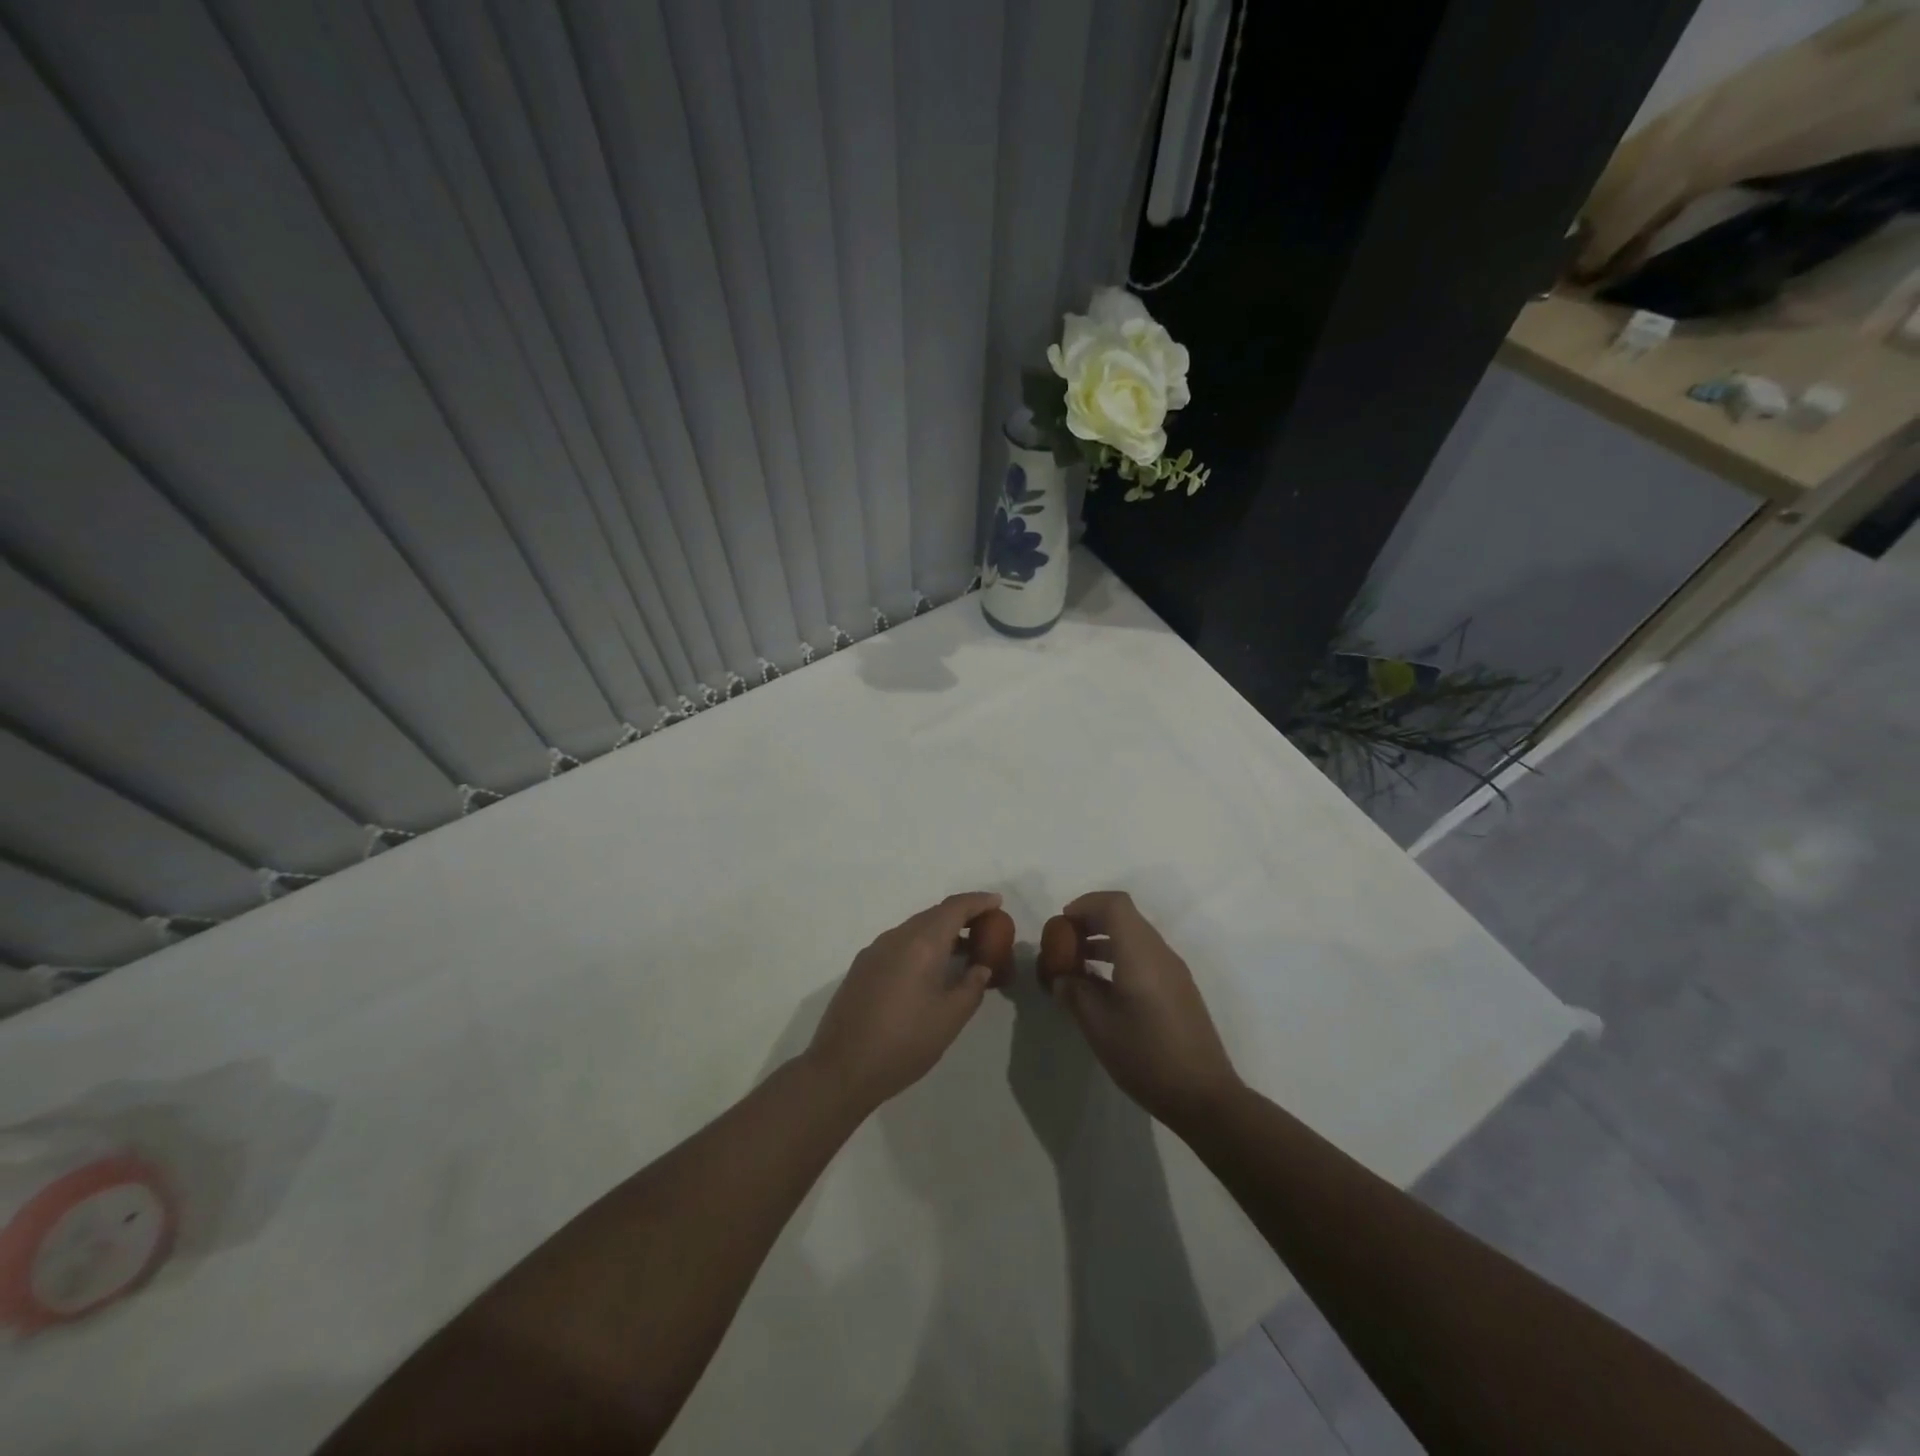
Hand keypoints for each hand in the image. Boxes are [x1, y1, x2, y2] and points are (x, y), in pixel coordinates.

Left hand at [803, 892, 1001, 1113]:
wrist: (842, 1068)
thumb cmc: (904, 1042)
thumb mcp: (949, 1018)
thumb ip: (971, 987)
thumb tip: (980, 968)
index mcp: (921, 943)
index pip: (954, 908)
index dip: (978, 901)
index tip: (998, 902)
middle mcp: (896, 937)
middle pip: (934, 914)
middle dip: (961, 916)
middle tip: (986, 928)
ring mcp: (874, 951)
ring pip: (914, 929)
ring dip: (940, 932)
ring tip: (963, 951)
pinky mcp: (862, 967)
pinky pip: (899, 944)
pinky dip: (921, 946)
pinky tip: (930, 970)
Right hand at [1049, 891, 1241, 1130]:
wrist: (1204, 1097)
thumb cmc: (1146, 1056)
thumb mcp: (1098, 1026)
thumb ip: (1074, 993)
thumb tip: (1062, 978)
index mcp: (1140, 954)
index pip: (1114, 904)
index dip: (1085, 905)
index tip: (1062, 924)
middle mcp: (1160, 953)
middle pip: (1125, 916)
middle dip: (1091, 922)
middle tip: (1065, 944)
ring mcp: (1174, 971)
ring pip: (1135, 936)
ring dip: (1105, 941)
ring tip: (1078, 967)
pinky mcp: (1179, 989)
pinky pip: (1145, 956)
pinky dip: (1120, 957)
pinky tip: (1103, 988)